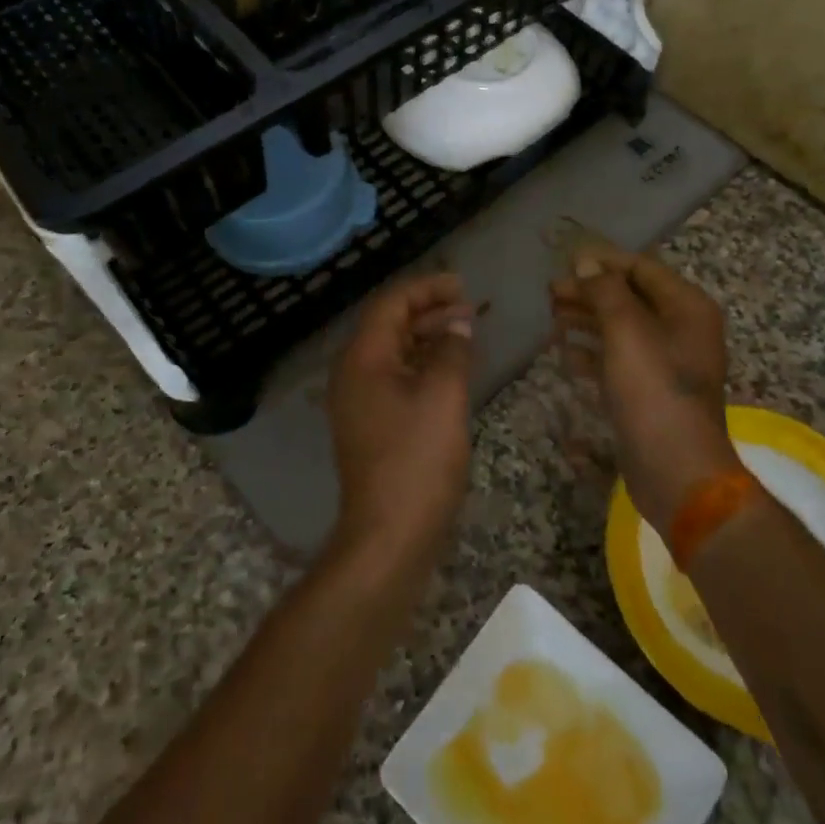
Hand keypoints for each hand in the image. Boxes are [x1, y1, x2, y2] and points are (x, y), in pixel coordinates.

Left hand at [326, 272, 476, 557]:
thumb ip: (451, 350)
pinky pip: (397, 379)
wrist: (389, 537)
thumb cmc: (417, 460)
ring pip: (395, 353)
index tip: (463, 286)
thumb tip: (458, 324)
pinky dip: (423, 366)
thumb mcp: (443, 396)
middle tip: (470, 308)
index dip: (427, 288)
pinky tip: (451, 371)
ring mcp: (360, 402)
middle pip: (390, 325)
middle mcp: (353, 374)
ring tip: (467, 334)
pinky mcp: (372, 426)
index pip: (391, 304)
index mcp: (363, 359)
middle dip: (430, 311)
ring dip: (428, 338)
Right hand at [550, 251, 739, 527]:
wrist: (676, 471)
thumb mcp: (627, 332)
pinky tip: (565, 353)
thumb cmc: (654, 392)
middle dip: (590, 292)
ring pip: (621, 328)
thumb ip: (606, 291)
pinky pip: (618, 360)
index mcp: (687, 308)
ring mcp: (666, 363)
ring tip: (552, 317)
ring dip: (587, 320)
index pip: (642, 268)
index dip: (603, 262)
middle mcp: (681, 329)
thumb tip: (586, 262)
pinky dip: (593, 353)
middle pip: (629, 298)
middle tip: (550, 293)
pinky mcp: (649, 391)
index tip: (565, 261)